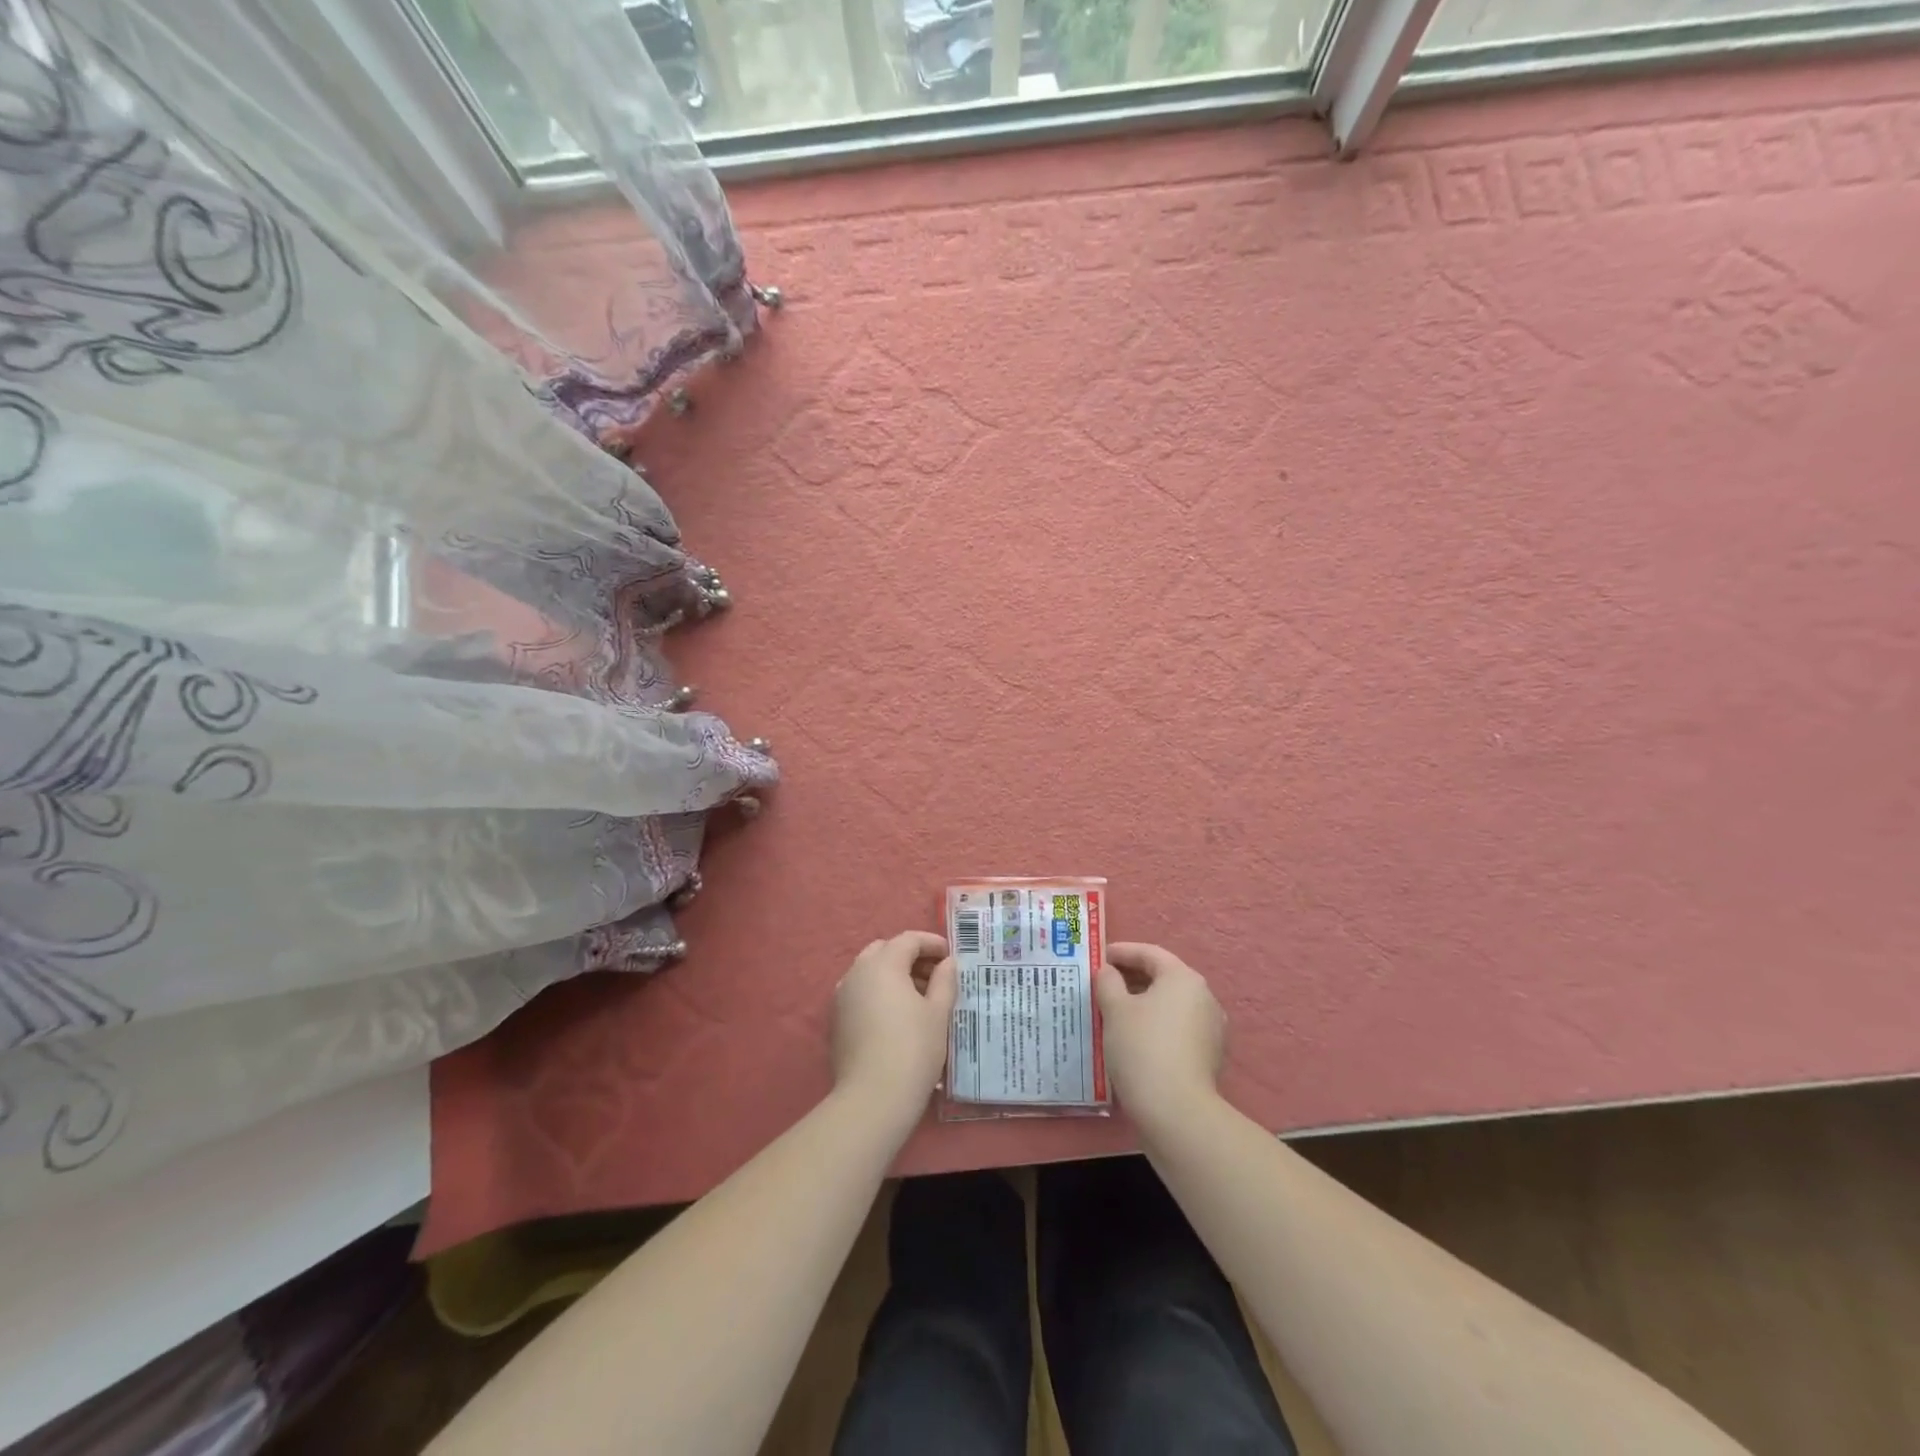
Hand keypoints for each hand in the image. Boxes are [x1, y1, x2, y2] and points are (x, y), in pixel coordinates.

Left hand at [832, 931, 954, 1116]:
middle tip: (934, 975)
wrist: (873, 1098)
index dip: (931, 943)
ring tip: (919, 997)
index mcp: (883, 964)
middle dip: (910, 956)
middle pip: (885, 951)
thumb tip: (947, 963)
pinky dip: (878, 993)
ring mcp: (842, 996)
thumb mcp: (938, 1013)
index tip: (950, 955)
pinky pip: (860, 993)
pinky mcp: (836, 1020)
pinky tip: (897, 1015)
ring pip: (869, 972)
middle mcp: (857, 973)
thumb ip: (944, 981)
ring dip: (893, 974)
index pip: (908, 940)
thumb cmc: (913, 1049)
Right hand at [1096, 942, 1226, 1129]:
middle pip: (1163, 977)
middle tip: (1104, 983)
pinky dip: (1156, 1024)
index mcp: (1183, 978)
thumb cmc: (1142, 1048)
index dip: (1122, 951)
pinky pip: (1177, 1027)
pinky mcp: (1209, 1055)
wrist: (1176, 1111)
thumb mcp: (1115, 1009)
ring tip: (1115, 1011)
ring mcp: (1211, 1028)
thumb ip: (1108, 982)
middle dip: (1132, 977)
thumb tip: (1109, 973)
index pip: (1150, 953)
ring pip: (1171, 1004)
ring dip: (1144, 1002)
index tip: (1100, 957)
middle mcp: (1204, 997)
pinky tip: (1135, 1037)